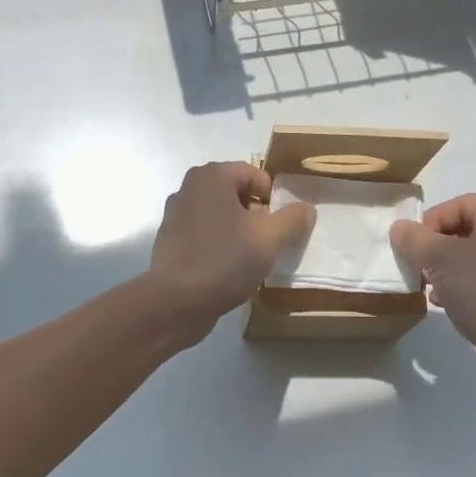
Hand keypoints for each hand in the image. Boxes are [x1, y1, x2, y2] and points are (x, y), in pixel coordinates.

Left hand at [147, 162, 314, 340]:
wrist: (176, 302)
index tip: (280, 225)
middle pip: (235, 192)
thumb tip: (306, 208)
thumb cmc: (225, 260)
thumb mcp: (269, 239)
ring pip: (219, 213)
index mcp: (212, 176)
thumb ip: (292, 219)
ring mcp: (175, 213)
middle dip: (255, 214)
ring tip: (249, 256)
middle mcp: (190, 187)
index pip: (254, 174)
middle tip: (267, 241)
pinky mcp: (170, 239)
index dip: (272, 198)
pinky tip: (226, 267)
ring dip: (237, 229)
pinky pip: (203, 232)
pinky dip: (218, 242)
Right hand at [391, 194, 475, 389]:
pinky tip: (444, 303)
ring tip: (427, 285)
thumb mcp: (439, 258)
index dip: (433, 218)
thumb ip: (414, 239)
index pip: (461, 203)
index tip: (415, 244)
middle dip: (435, 245)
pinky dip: (458, 286)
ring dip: (444, 268)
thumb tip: (400, 228)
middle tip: (418, 264)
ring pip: (470, 258)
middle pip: (465, 230)